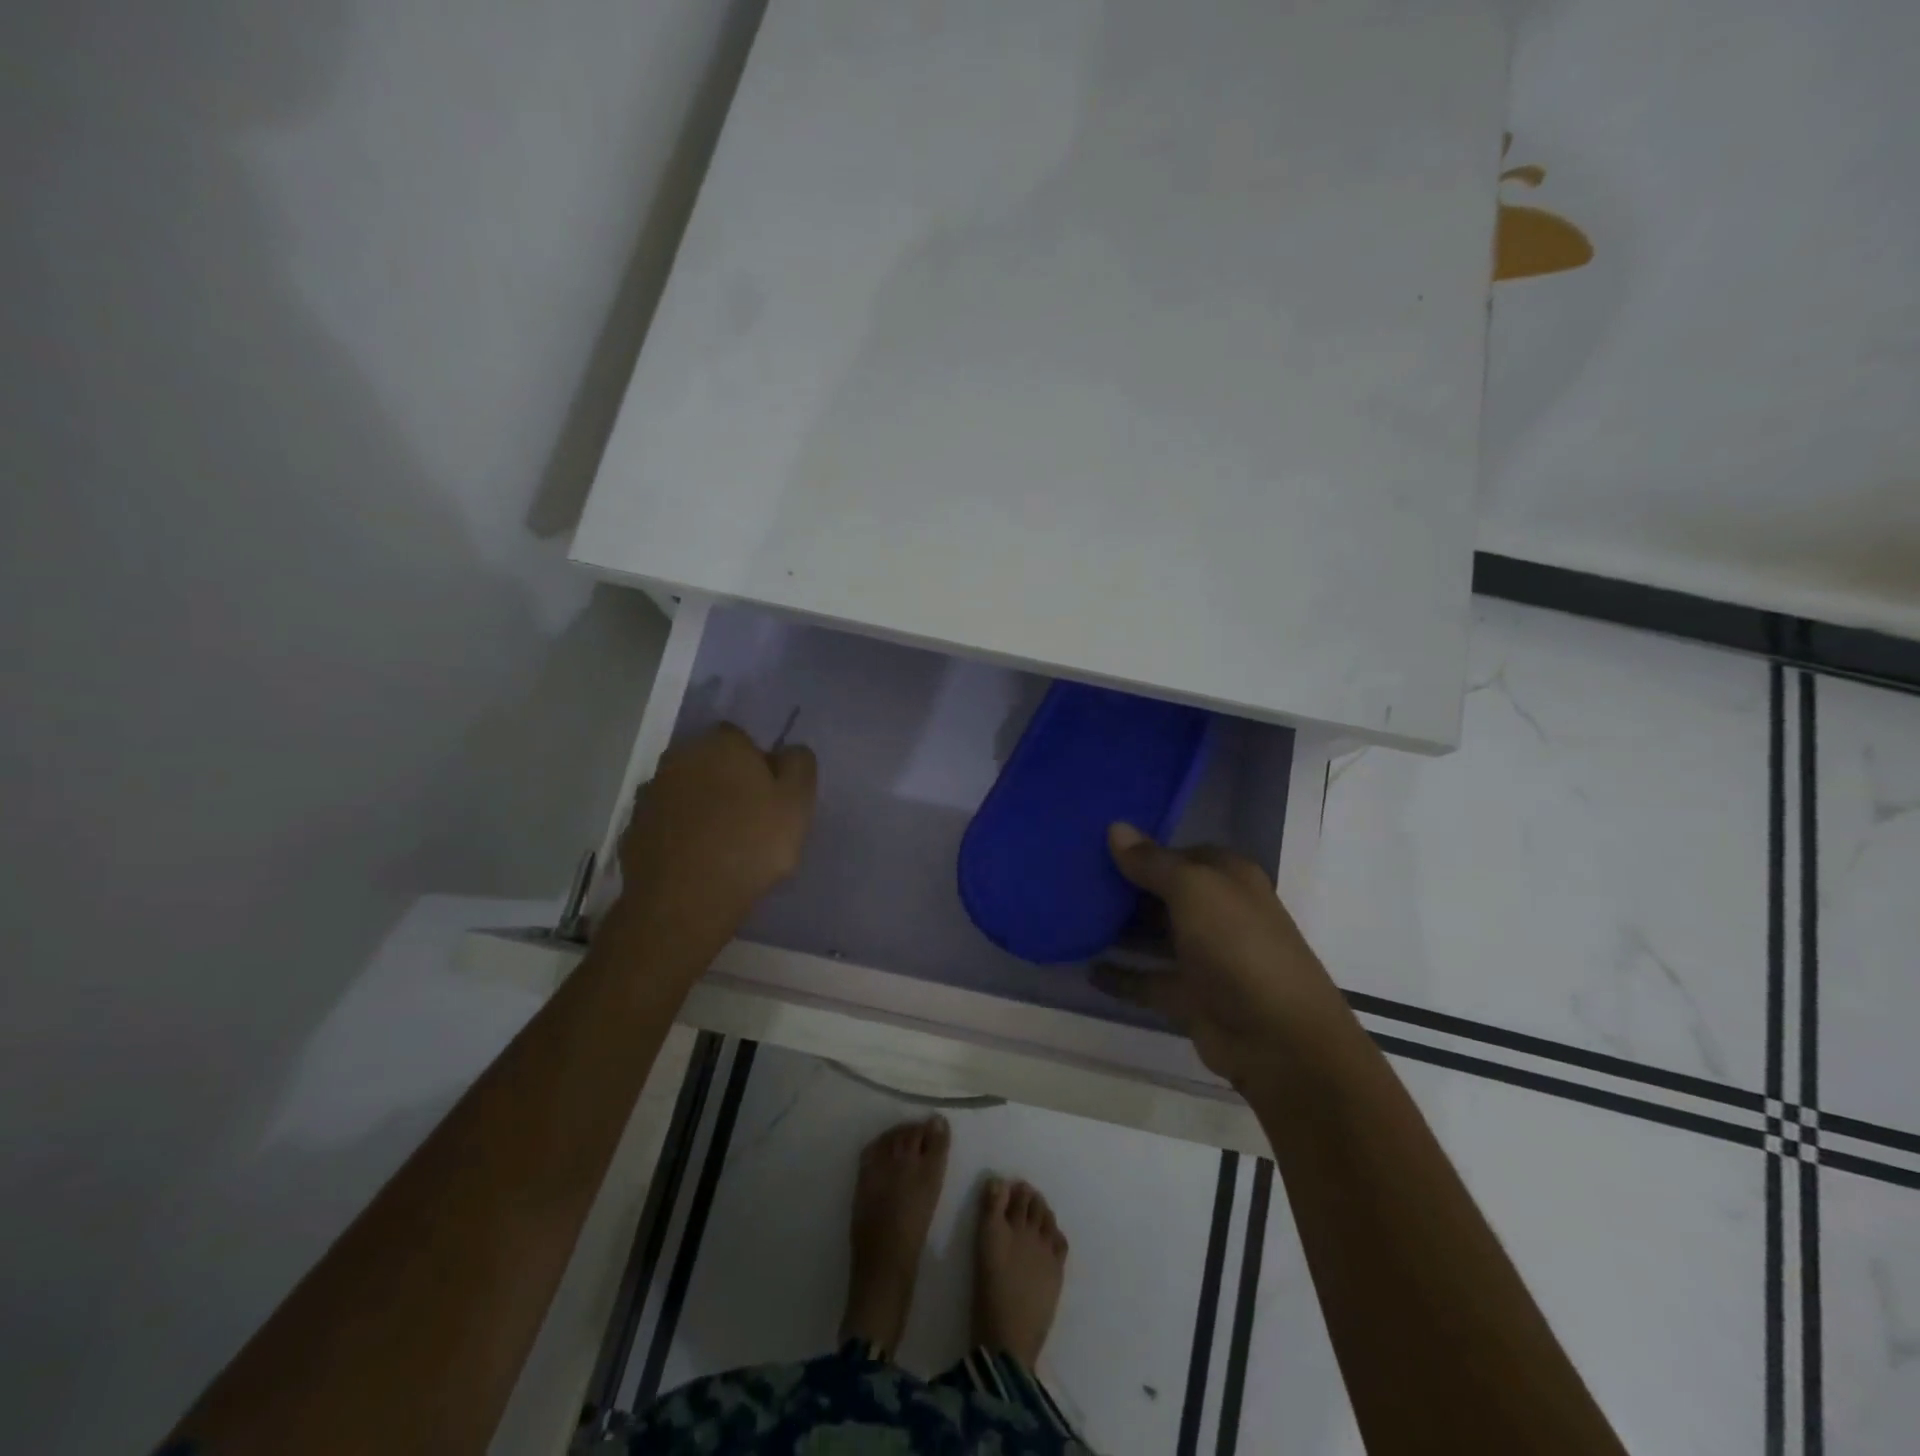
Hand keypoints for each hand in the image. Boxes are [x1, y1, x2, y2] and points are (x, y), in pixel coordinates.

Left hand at [609, 722, 816, 951]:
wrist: (685, 900)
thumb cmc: (751, 844)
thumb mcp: (798, 802)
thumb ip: (799, 765)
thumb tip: (788, 751)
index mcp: (721, 744)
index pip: (741, 739)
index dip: (757, 764)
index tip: (769, 795)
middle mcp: (679, 759)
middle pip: (708, 762)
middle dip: (724, 782)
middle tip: (748, 819)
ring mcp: (650, 794)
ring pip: (683, 792)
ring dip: (698, 807)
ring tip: (719, 844)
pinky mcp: (633, 830)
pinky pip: (664, 824)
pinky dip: (677, 834)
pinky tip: (693, 860)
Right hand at [1095, 823, 1347, 1091]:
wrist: (1277, 1038)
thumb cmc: (1237, 945)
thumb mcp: (1193, 889)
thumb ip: (1151, 862)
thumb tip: (1115, 827)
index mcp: (1227, 878)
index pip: (1179, 853)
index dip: (1142, 849)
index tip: (1095, 844)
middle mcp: (1216, 912)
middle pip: (1162, 893)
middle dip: (1123, 887)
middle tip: (1072, 876)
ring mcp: (1202, 957)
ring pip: (1151, 935)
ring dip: (1117, 929)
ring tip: (1070, 916)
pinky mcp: (1188, 996)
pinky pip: (1144, 979)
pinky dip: (1118, 975)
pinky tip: (1085, 967)